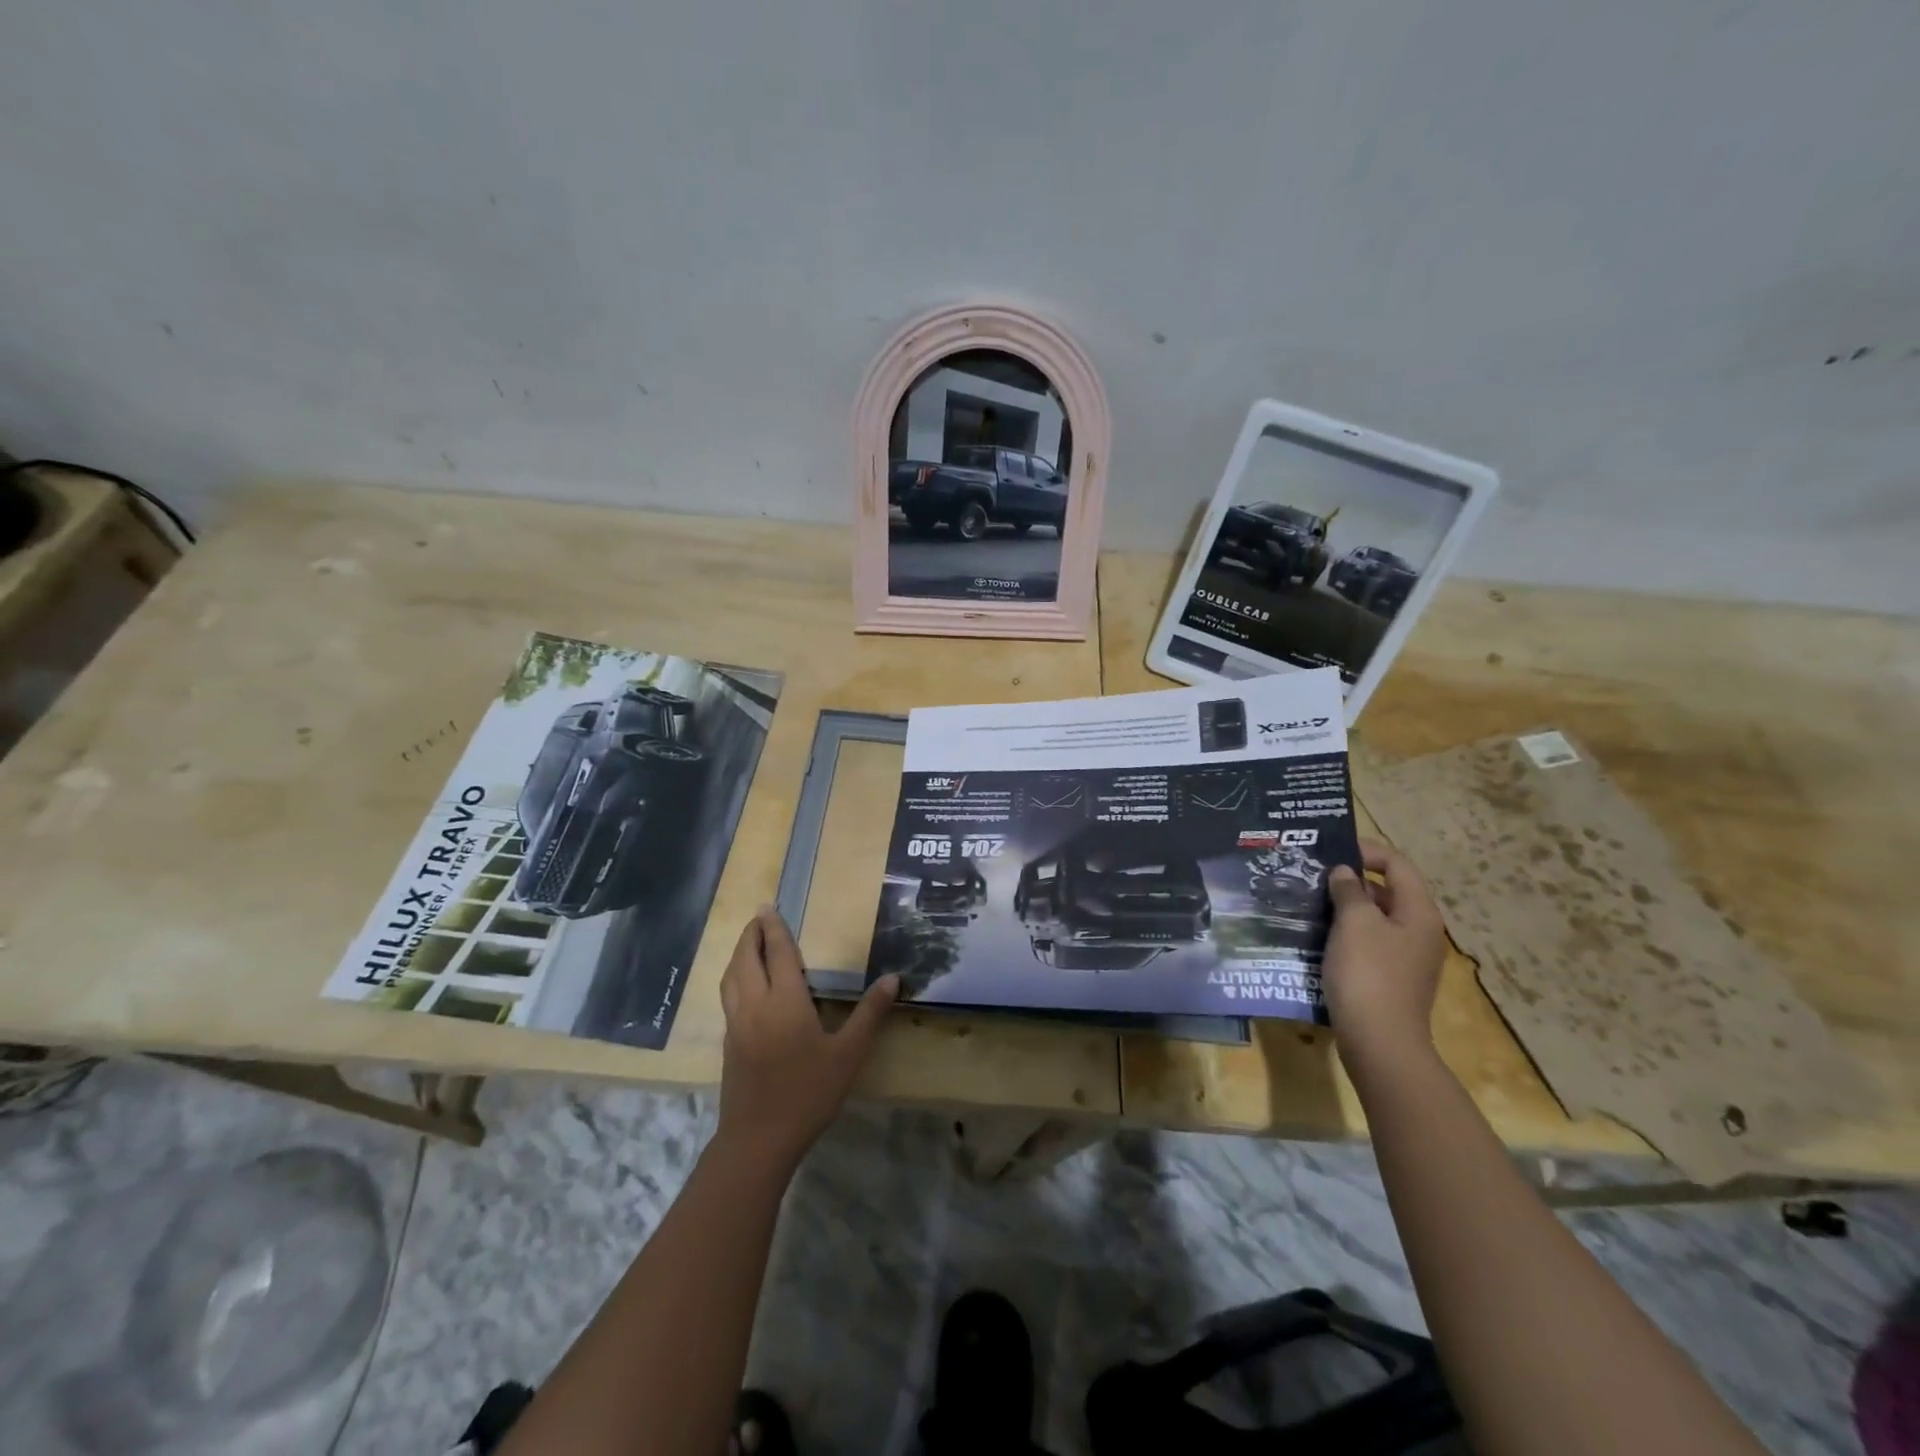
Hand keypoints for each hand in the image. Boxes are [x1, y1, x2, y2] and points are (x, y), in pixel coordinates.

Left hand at [715, 908, 897, 1174]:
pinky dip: (734, 978)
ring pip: (731, 978)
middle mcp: (755, 1005)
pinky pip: (727, 997)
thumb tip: (892, 978)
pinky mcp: (728, 1043)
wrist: (759, 1139)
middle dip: (751, 934)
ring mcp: (736, 1025)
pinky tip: (745, 987)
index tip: (768, 906)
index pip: (778, 953)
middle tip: (759, 917)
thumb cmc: (808, 1093)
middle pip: (746, 959)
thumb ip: (869, 1013)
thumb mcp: (848, 1053)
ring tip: (749, 944)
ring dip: (738, 954)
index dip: (774, 928)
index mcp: (784, 1001)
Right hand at [1324, 840, 1447, 1072]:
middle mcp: (1418, 930)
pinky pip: (1367, 942)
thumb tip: (1344, 873)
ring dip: (1344, 907)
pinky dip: (1344, 932)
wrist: (1380, 1043)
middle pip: (1387, 890)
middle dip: (1350, 879)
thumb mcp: (1355, 923)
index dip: (1366, 851)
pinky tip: (1317, 936)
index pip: (1397, 864)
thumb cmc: (1369, 974)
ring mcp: (1405, 957)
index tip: (1330, 850)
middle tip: (1312, 875)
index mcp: (1418, 912)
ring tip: (1308, 902)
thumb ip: (1349, 890)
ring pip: (1374, 918)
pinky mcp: (1389, 978)